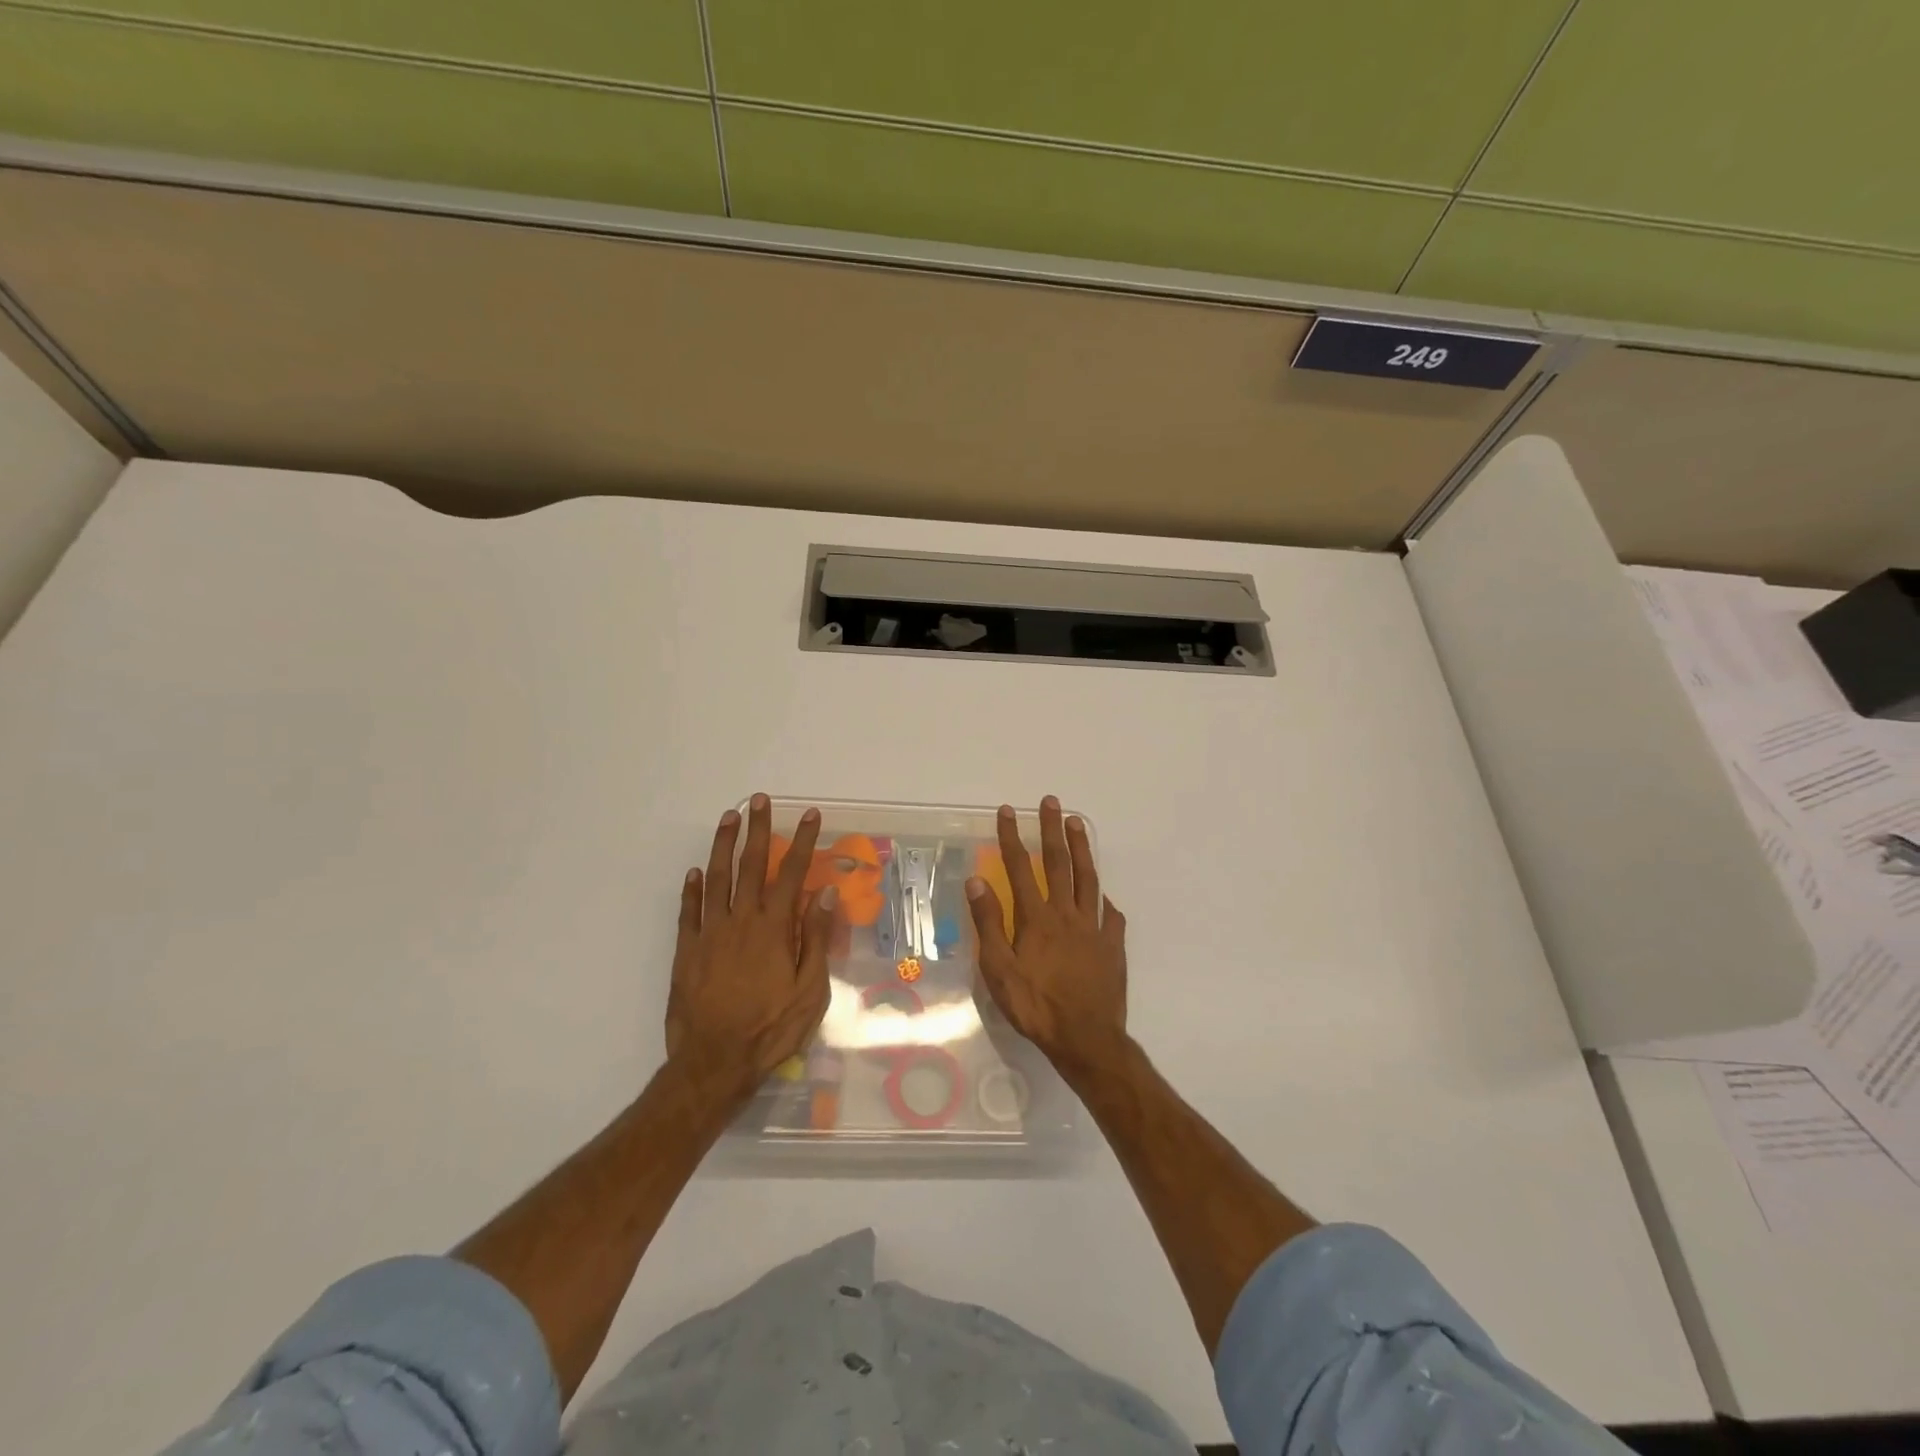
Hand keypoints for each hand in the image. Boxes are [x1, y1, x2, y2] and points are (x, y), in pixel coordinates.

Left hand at [665, 794, 835, 1100]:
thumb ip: (815, 939)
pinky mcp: (686, 951)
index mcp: (773, 929)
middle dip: (758, 830)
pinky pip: (688, 911)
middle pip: (750, 865)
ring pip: (716, 879)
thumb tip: (824, 895)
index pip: (791, 874)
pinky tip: (695, 871)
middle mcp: (740, 921)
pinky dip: (692, 888)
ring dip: (723, 846)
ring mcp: (709, 934)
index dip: (802, 842)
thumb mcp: (809, 991)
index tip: (809, 816)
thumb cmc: (770, 1029)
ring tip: (729, 818)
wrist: (713, 1062)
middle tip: (760, 800)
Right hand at [965, 796, 1127, 1068]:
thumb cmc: (1035, 1006)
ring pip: (1088, 879)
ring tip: (1077, 823)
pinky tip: (1105, 898)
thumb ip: (989, 923)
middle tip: (1051, 801)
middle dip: (1052, 830)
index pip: (1020, 868)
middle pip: (1059, 863)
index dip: (1012, 837)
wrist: (1086, 1038)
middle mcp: (1067, 913)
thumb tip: (976, 881)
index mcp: (1037, 918)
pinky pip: (1111, 916)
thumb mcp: (999, 969)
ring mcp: (1094, 928)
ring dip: (1081, 849)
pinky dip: (1106, 902)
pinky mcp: (1113, 946)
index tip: (1008, 811)